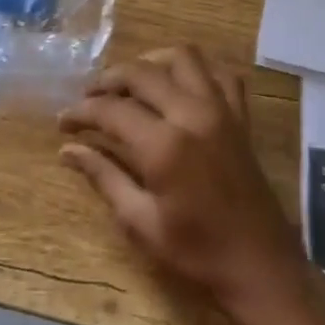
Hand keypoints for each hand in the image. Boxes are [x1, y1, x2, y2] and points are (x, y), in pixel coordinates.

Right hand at [59, 45, 307, 315]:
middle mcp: (193, 114)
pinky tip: (178, 86)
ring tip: (131, 84)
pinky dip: (196, 70)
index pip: (111, 110)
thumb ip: (104, 176)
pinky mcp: (241, 116)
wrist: (260, 266)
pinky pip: (220, 73)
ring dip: (151, 63)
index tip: (63, 122)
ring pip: (183, 58)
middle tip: (89, 99)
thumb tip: (69, 150)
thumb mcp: (140, 222)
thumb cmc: (196, 252)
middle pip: (141, 73)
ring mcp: (222, 110)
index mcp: (164, 145)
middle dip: (108, 80)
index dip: (81, 112)